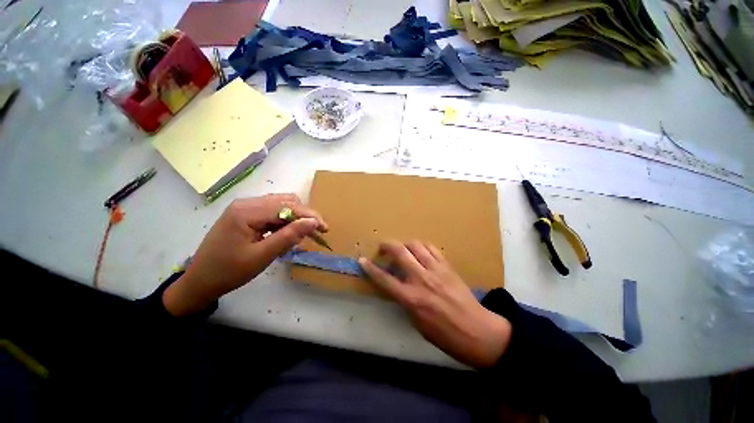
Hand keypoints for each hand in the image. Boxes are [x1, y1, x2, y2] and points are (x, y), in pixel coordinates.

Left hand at [163, 194, 327, 315]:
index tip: (325, 228)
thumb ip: (289, 236)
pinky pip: (272, 212)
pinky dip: (285, 222)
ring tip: (302, 235)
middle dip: (304, 216)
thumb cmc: (229, 272)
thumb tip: (314, 222)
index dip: (309, 216)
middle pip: (286, 201)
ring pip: (281, 205)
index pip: (287, 206)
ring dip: (295, 218)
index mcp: (247, 211)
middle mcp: (247, 203)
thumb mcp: (262, 256)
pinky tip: (288, 234)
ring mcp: (245, 208)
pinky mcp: (246, 214)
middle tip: (316, 233)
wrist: (199, 281)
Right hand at [358, 241, 510, 367]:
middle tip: (383, 248)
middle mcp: (421, 279)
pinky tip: (420, 252)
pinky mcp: (447, 266)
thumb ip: (405, 301)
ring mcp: (436, 270)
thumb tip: (398, 286)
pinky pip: (431, 248)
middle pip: (400, 252)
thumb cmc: (444, 335)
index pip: (384, 279)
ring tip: (403, 249)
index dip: (371, 268)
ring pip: (416, 245)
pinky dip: (422, 247)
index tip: (362, 260)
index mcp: (411, 298)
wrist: (477, 332)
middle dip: (387, 246)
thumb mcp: (417, 323)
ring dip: (405, 244)